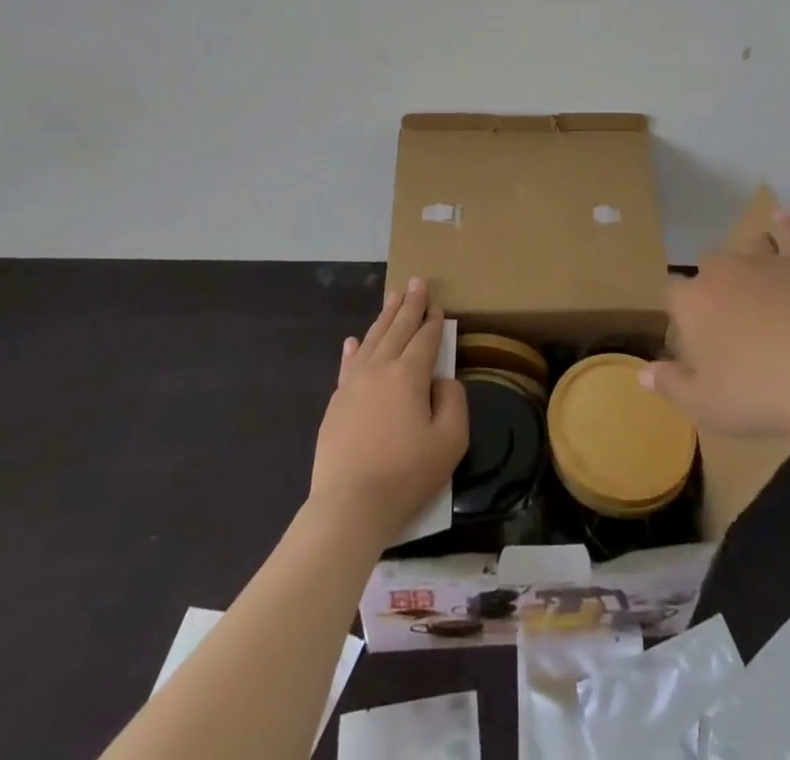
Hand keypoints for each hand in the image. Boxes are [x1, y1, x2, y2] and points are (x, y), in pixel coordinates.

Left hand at [310, 279, 467, 544]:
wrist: (349, 507)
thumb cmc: (406, 475)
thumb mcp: (450, 441)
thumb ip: (454, 401)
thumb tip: (442, 380)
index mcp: (409, 375)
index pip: (425, 339)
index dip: (434, 321)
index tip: (438, 305)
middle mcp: (380, 368)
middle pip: (397, 329)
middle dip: (409, 305)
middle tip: (416, 282)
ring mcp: (353, 384)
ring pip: (372, 339)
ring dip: (384, 317)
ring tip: (392, 298)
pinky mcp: (335, 403)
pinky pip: (347, 364)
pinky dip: (353, 349)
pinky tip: (354, 340)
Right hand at [642, 207, 789, 440]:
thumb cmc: (756, 393)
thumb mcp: (704, 404)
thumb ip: (670, 385)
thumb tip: (641, 374)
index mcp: (693, 302)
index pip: (672, 291)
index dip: (678, 307)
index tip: (688, 328)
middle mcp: (721, 272)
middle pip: (707, 264)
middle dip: (712, 282)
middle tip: (727, 315)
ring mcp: (762, 262)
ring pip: (745, 246)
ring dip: (746, 258)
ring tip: (755, 280)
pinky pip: (789, 234)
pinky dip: (784, 225)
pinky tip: (781, 216)